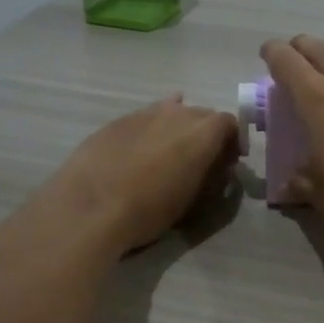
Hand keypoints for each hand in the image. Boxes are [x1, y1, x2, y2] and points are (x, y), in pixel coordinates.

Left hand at [41, 95, 239, 254]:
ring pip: (171, 112)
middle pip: (202, 114)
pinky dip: (150, 130)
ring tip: (168, 154)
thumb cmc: (149, 210)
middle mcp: (178, 113)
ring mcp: (145, 112)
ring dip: (177, 129)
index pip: (230, 124)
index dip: (232, 142)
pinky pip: (145, 118)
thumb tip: (218, 167)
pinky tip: (142, 146)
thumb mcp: (192, 200)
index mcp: (203, 132)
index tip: (228, 162)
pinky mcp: (118, 120)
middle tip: (200, 160)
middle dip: (206, 134)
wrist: (90, 206)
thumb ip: (210, 177)